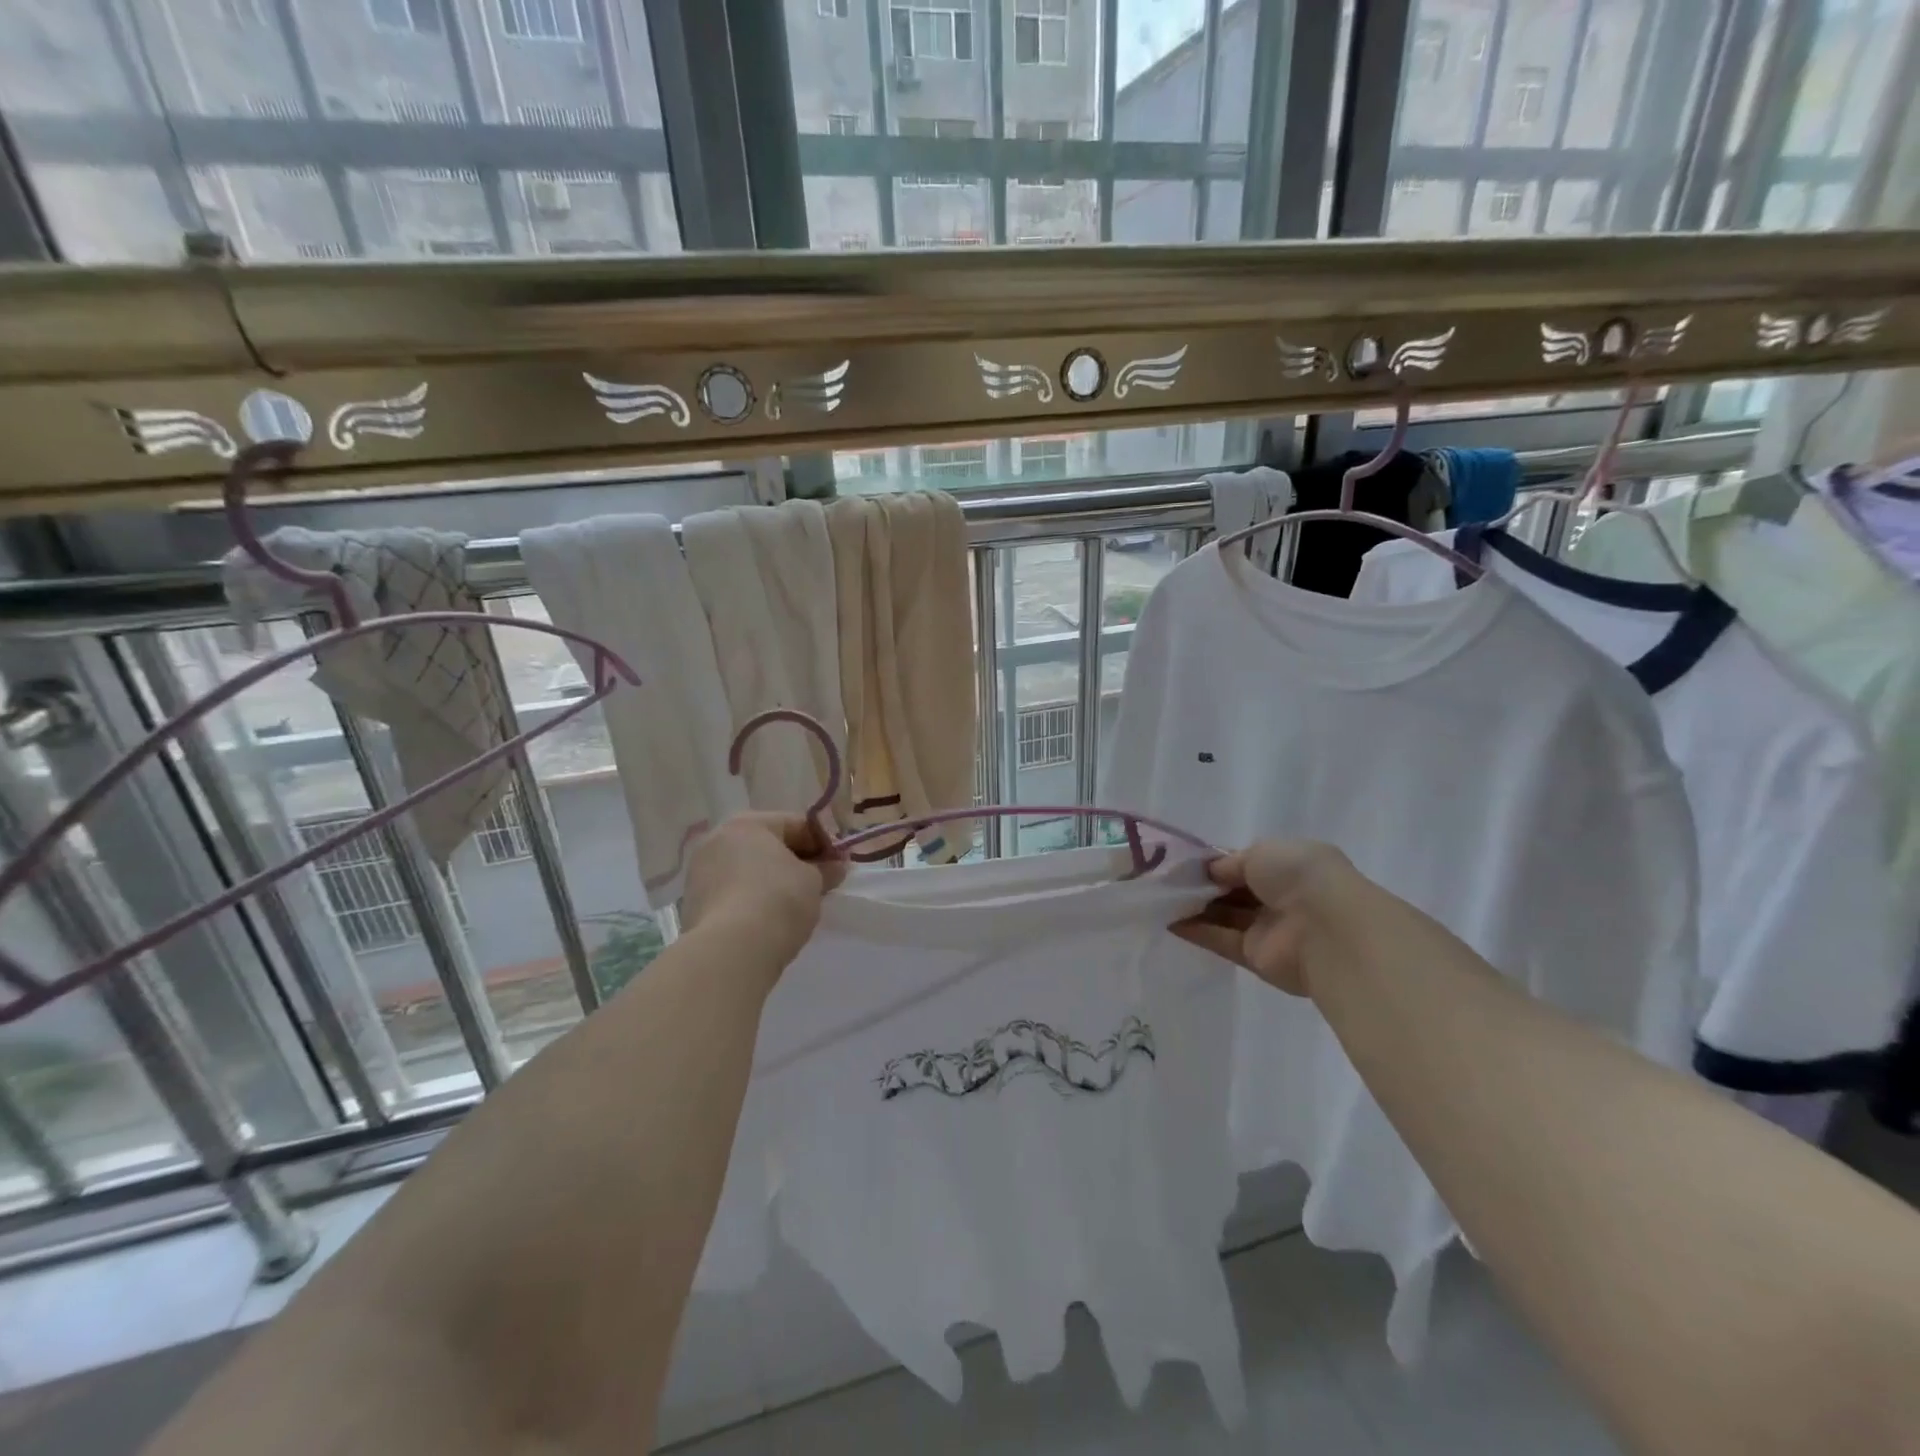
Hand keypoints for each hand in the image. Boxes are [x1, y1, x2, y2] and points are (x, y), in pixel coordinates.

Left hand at [681, 813, 846, 971]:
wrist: (731, 950)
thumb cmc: (778, 900)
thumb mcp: (813, 881)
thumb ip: (825, 869)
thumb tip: (835, 866)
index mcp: (747, 823)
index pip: (796, 824)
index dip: (823, 843)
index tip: (839, 864)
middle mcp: (717, 839)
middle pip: (767, 845)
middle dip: (795, 861)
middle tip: (820, 883)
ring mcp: (699, 872)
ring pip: (747, 869)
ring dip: (771, 880)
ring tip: (795, 904)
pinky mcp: (692, 904)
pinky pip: (732, 892)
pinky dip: (751, 899)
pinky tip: (769, 919)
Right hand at [1173, 840, 1362, 996]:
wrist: (1327, 929)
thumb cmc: (1300, 877)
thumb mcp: (1263, 852)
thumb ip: (1231, 862)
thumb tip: (1210, 872)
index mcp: (1289, 866)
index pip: (1244, 863)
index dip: (1215, 863)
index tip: (1181, 861)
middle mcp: (1280, 897)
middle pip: (1232, 890)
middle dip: (1201, 884)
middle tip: (1163, 879)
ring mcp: (1268, 928)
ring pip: (1224, 915)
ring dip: (1194, 907)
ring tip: (1158, 898)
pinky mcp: (1256, 957)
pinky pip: (1221, 940)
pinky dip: (1196, 931)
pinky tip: (1168, 921)